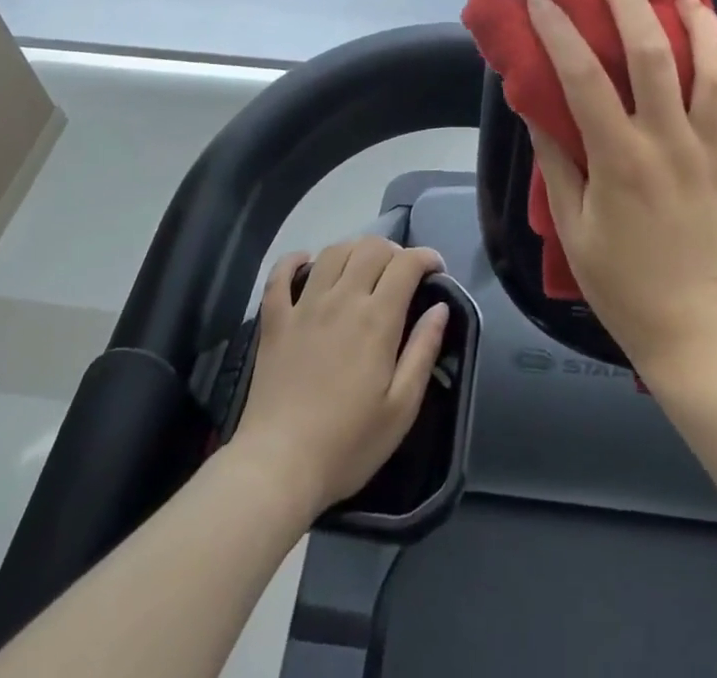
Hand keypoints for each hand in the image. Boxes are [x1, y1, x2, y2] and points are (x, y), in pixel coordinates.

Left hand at [231, 237, 448, 523]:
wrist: (277, 468)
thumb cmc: (347, 444)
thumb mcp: (401, 408)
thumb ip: (423, 351)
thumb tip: (440, 308)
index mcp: (376, 319)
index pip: (406, 264)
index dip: (426, 257)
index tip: (436, 270)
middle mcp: (341, 299)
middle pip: (371, 248)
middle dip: (394, 251)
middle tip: (402, 274)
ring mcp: (304, 306)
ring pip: (332, 252)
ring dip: (354, 250)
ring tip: (363, 268)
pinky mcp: (275, 321)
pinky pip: (280, 274)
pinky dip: (294, 260)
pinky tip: (306, 263)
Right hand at [525, 0, 716, 376]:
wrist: (691, 330)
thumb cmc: (620, 281)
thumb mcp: (571, 225)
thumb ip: (556, 161)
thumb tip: (536, 107)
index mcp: (619, 158)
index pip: (582, 78)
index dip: (559, 30)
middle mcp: (670, 144)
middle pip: (654, 55)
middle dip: (631, 3)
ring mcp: (715, 155)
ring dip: (704, 27)